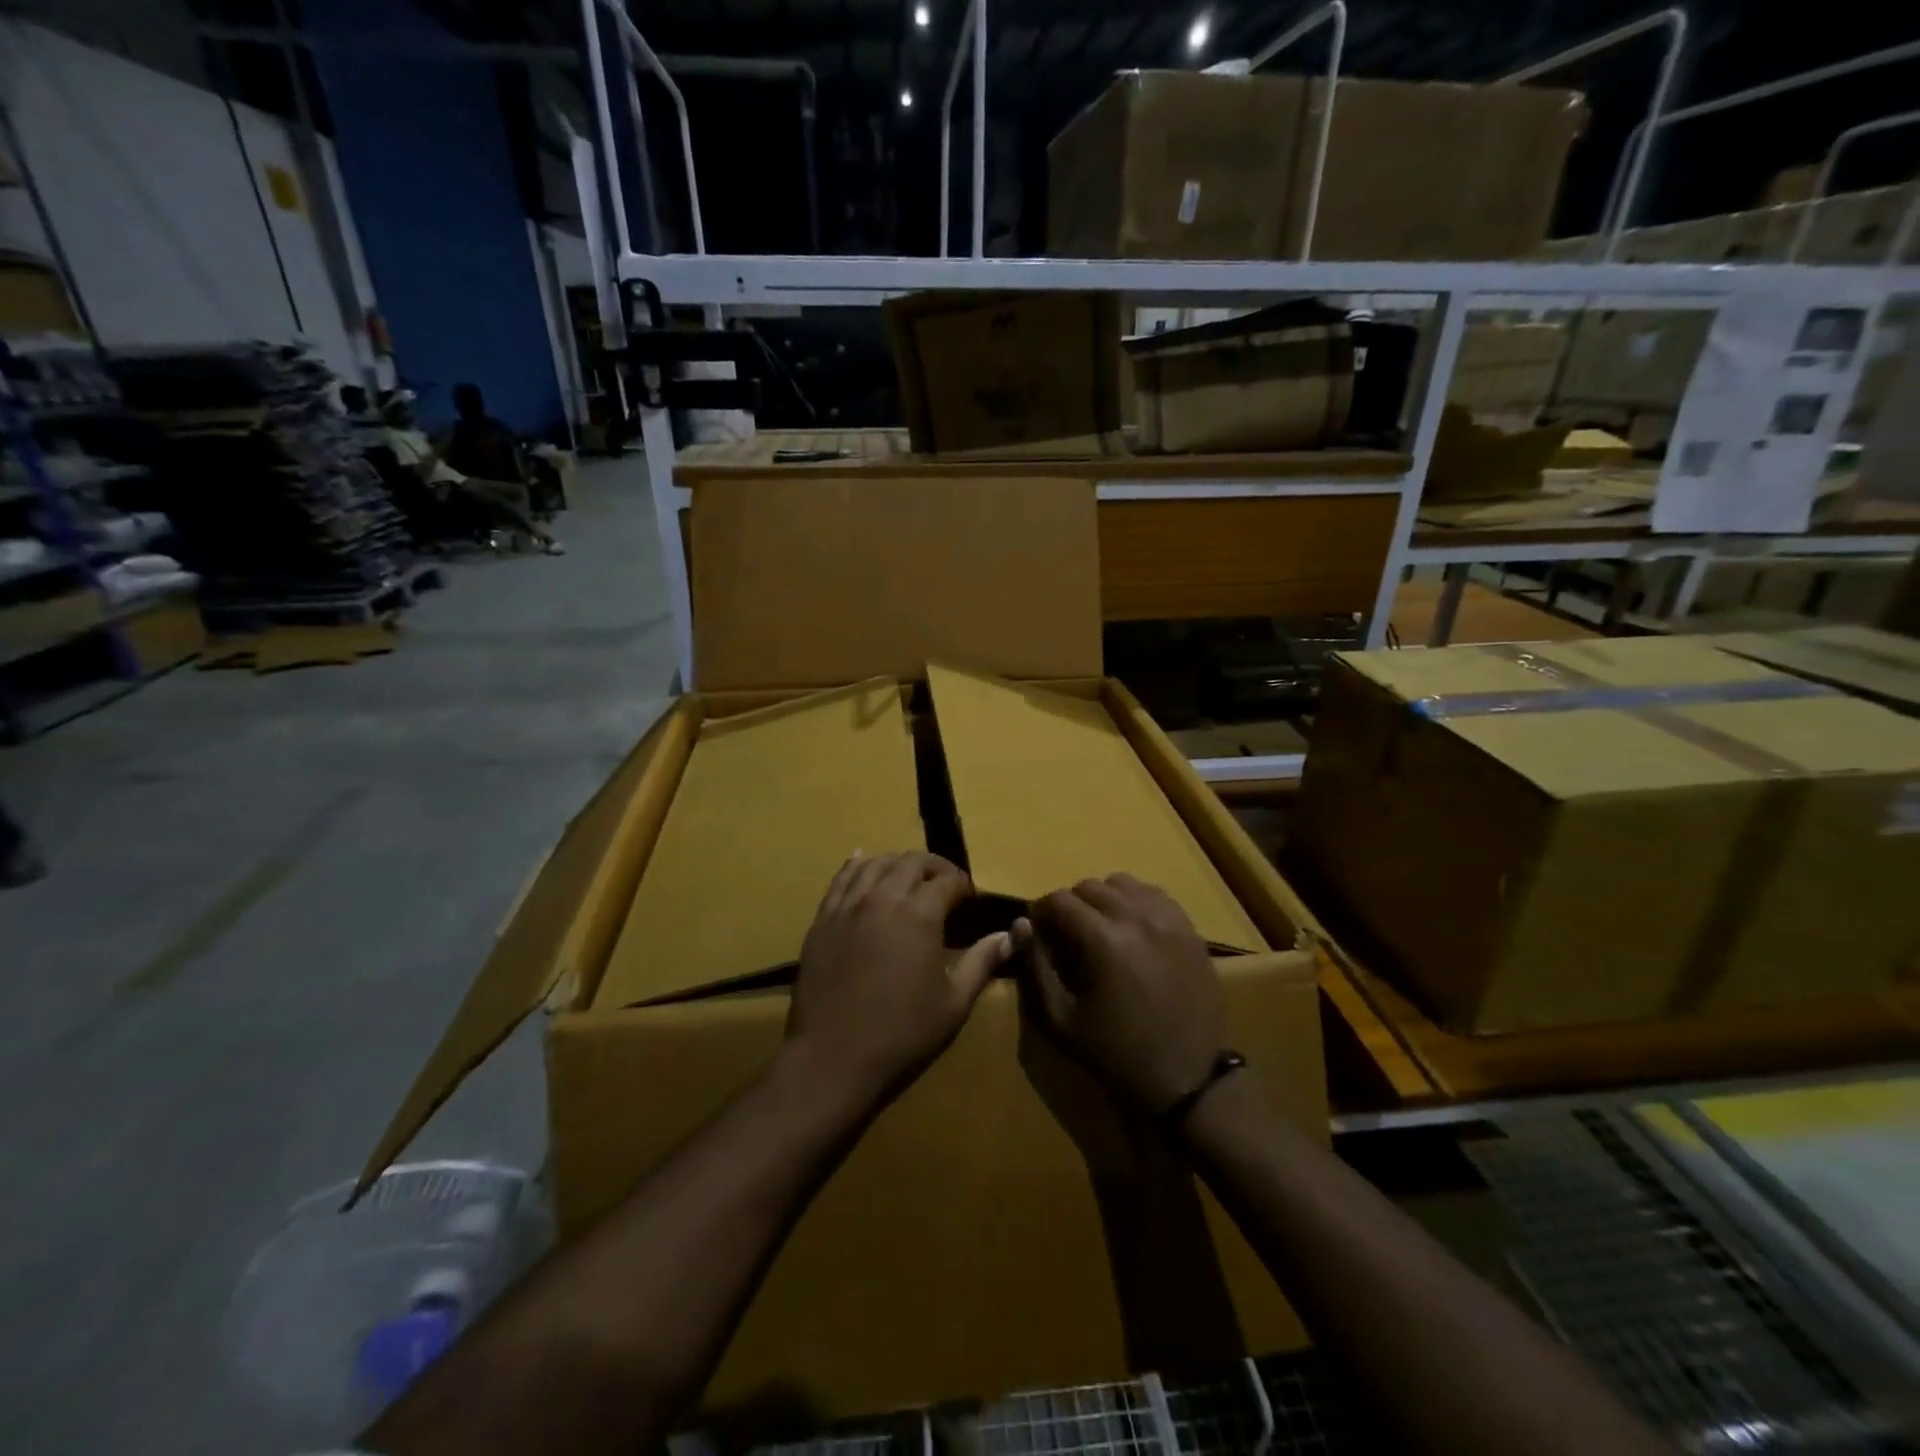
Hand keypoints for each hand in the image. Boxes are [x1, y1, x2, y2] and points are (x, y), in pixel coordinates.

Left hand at [786, 851, 1011, 1106]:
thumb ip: (982, 963)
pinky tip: (862, 860)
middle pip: (911, 862)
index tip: (968, 898)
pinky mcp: (823, 920)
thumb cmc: (902, 1035)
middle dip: (934, 867)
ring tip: (909, 876)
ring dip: (898, 863)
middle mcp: (883, 898)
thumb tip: (1009, 935)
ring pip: (875, 863)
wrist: (833, 1058)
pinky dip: (856, 865)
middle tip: (944, 884)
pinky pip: (841, 879)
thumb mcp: (954, 1003)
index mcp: (920, 915)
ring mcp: (848, 906)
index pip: (946, 880)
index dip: (962, 885)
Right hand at [1016, 874, 1225, 1114]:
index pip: (1059, 900)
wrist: (1189, 1081)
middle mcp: (1137, 918)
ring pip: (1123, 884)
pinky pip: (1155, 895)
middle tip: (1066, 936)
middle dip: (1070, 906)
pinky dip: (1135, 902)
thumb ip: (1036, 967)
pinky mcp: (1190, 930)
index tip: (1038, 933)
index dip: (1041, 912)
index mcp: (1104, 941)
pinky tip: (1131, 930)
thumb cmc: (1117, 1055)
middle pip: (1090, 887)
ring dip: (1103, 899)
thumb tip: (1020, 924)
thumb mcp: (1061, 1020)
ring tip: (1099, 929)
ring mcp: (1169, 921)